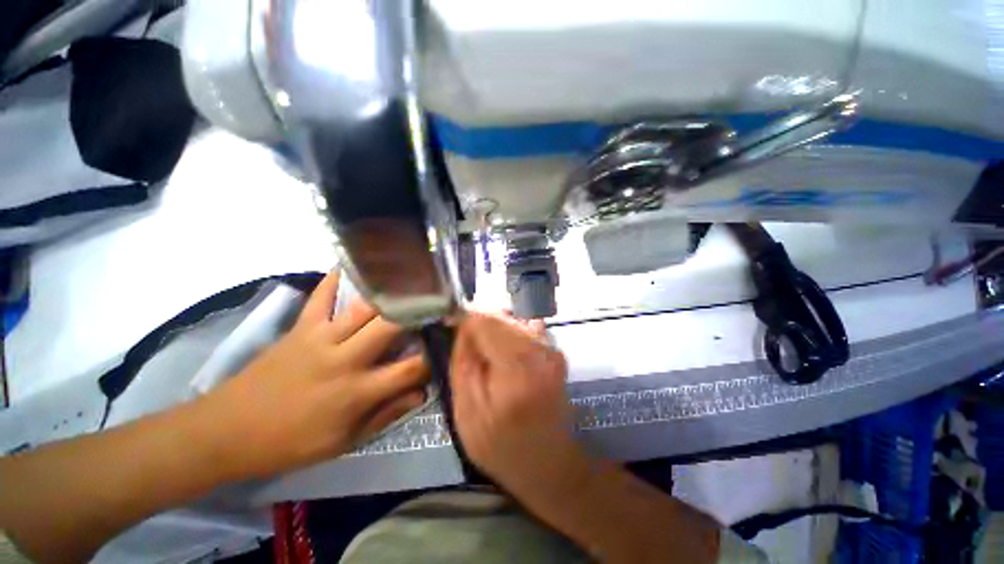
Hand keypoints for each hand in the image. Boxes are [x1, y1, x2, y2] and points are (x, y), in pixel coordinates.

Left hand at [197, 271, 428, 479]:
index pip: (409, 369)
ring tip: (408, 288)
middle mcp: (345, 359)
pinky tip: (352, 264)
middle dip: (417, 316)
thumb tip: (421, 393)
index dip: (429, 361)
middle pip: (392, 326)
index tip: (435, 357)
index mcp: (356, 392)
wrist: (227, 431)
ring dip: (390, 297)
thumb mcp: (343, 442)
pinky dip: (336, 278)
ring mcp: (321, 338)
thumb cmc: (290, 443)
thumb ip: (385, 416)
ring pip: (365, 307)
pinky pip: (321, 296)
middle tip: (428, 313)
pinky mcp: (300, 327)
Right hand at [450, 313, 587, 496]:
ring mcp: (552, 349)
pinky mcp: (555, 351)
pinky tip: (504, 359)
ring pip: (512, 320)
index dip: (464, 321)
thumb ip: (463, 361)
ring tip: (486, 357)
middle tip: (468, 349)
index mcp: (517, 368)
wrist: (549, 464)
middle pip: (501, 316)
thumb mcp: (467, 411)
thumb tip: (462, 325)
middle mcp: (540, 350)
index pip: (485, 321)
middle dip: (480, 326)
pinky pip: (524, 329)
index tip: (451, 331)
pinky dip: (509, 337)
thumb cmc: (502, 446)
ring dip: (494, 332)